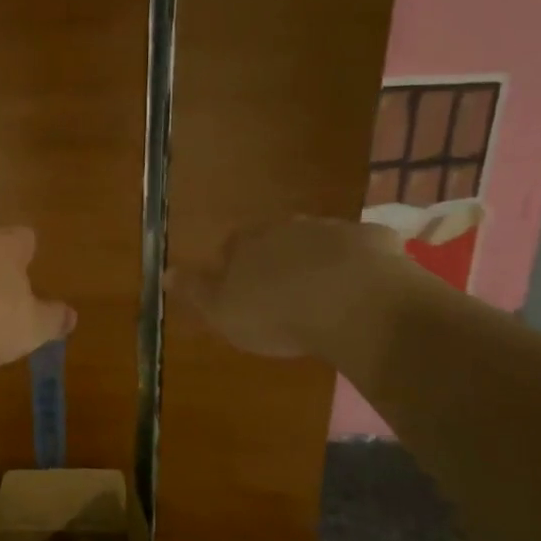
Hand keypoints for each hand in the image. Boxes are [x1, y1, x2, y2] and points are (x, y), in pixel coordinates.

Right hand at [171, 215, 416, 361]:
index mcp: (248, 243)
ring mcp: (334, 230)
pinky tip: (367, 286)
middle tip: (284, 290)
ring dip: (319, 259)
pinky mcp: (376, 242)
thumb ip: (195, 290)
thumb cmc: (276, 312)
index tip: (242, 288)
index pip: (233, 245)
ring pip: (321, 241)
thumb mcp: (222, 311)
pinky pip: (364, 249)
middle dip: (279, 258)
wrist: (353, 304)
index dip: (236, 264)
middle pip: (277, 238)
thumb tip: (163, 271)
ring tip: (325, 292)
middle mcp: (288, 227)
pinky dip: (362, 263)